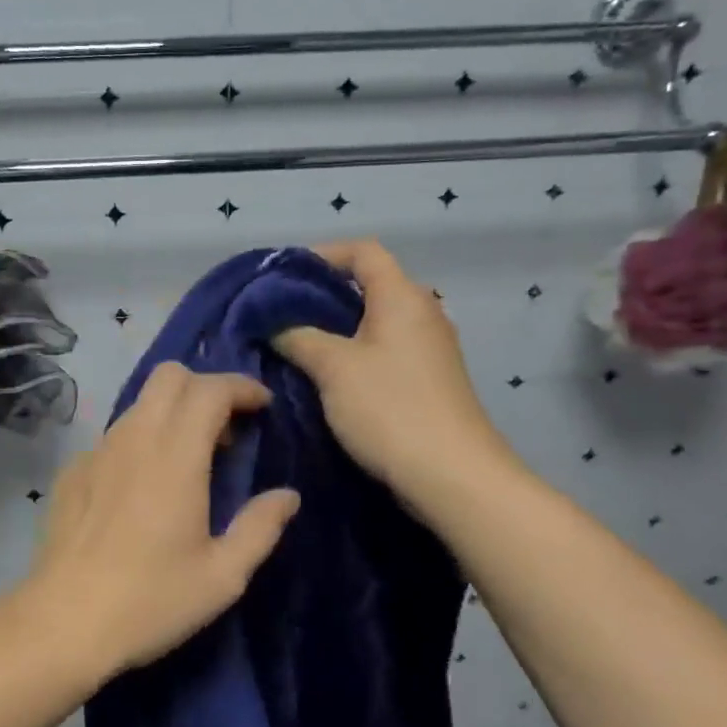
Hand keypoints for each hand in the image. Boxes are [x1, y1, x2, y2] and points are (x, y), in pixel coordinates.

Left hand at [19, 363, 300, 681]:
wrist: (62, 623)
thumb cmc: (150, 600)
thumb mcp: (222, 576)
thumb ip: (260, 527)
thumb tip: (287, 496)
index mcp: (176, 456)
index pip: (210, 389)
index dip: (242, 387)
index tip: (262, 406)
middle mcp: (135, 438)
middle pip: (169, 376)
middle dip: (205, 387)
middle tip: (226, 430)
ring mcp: (97, 451)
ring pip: (140, 402)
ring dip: (172, 411)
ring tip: (189, 458)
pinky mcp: (73, 471)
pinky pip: (115, 434)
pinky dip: (141, 439)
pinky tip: (143, 485)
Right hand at [273, 240, 518, 506]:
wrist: (452, 476)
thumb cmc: (390, 408)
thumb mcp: (333, 368)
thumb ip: (298, 338)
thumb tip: (275, 325)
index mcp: (402, 297)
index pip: (364, 251)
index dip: (324, 254)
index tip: (285, 276)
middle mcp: (422, 313)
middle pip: (369, 285)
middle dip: (323, 295)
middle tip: (282, 314)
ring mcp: (429, 348)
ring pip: (375, 322)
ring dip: (336, 329)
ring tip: (296, 345)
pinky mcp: (428, 380)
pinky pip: (384, 351)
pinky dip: (354, 354)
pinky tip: (327, 377)